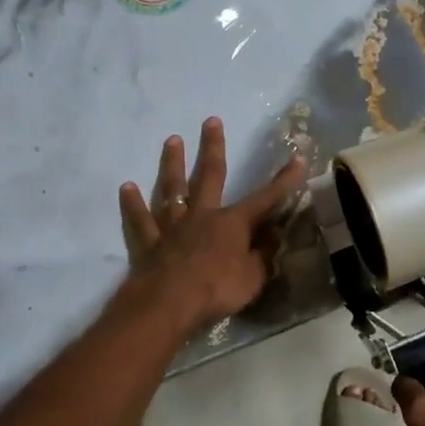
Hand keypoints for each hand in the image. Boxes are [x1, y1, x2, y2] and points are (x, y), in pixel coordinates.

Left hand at [118, 118, 305, 333]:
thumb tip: (274, 234)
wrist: (169, 304)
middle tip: (210, 120)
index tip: (298, 159)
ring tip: (172, 140)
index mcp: (232, 223)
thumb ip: (264, 254)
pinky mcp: (148, 243)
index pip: (265, 199)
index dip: (283, 181)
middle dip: (213, 148)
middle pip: (208, 176)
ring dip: (172, 164)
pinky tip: (126, 188)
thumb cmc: (218, 290)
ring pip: (172, 189)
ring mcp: (172, 227)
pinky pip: (140, 220)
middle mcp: (201, 216)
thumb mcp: (254, 277)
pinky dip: (133, 204)